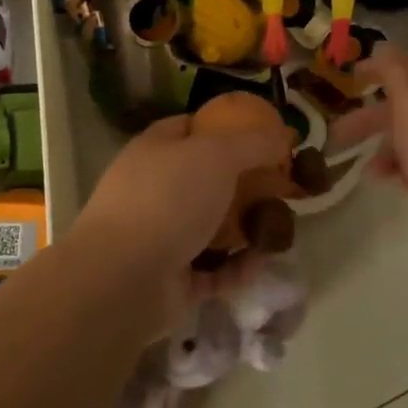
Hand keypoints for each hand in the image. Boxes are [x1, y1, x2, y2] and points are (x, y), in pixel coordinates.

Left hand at [64, 112, 292, 333]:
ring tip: (280, 229)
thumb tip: (282, 135)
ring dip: (247, 229)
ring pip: (214, 227)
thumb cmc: (168, 200)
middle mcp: (155, 190)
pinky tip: (261, 262)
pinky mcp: (173, 280)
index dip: (225, 128)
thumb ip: (253, 142)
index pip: (190, 128)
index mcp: (155, 151)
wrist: (124, 279)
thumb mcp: (217, 154)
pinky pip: (215, 269)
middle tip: (283, 188)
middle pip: (208, 180)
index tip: (262, 136)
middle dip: (246, 185)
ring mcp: (162, 236)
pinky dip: (237, 267)